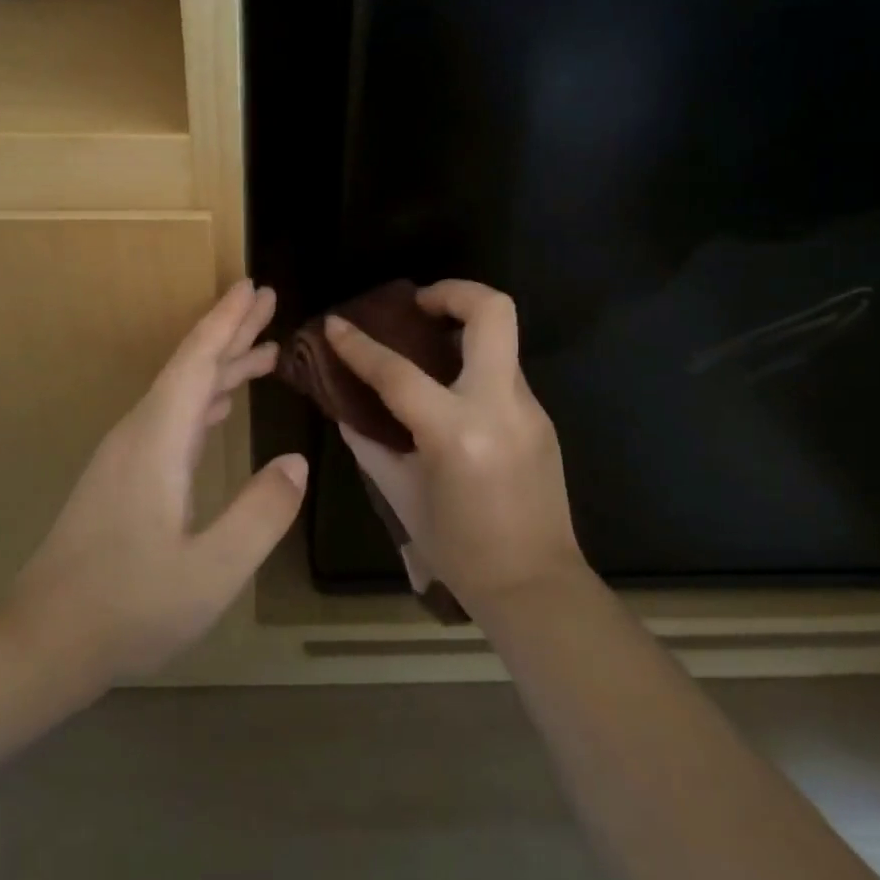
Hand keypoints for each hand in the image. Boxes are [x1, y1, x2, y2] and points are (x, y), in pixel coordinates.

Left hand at [11, 280, 307, 683]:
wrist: (42, 642)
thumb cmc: (128, 607)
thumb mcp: (211, 570)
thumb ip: (260, 513)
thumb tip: (297, 462)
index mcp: (158, 439)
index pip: (197, 362)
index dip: (227, 321)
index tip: (253, 287)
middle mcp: (140, 433)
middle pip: (190, 367)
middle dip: (230, 331)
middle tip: (268, 300)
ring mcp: (128, 455)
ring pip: (182, 393)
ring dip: (222, 366)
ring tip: (264, 351)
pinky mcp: (124, 477)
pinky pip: (173, 418)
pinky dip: (205, 399)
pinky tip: (222, 406)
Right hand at [325, 280, 584, 612]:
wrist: (536, 588)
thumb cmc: (459, 550)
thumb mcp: (402, 496)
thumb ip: (370, 446)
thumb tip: (346, 412)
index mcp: (455, 432)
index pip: (398, 371)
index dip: (359, 345)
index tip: (337, 323)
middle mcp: (498, 406)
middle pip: (492, 312)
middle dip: (454, 291)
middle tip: (419, 306)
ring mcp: (529, 409)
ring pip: (502, 339)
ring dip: (465, 329)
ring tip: (430, 347)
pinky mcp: (542, 418)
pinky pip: (504, 374)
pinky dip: (475, 368)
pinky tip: (453, 395)